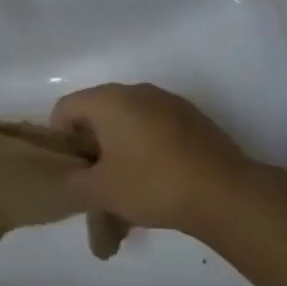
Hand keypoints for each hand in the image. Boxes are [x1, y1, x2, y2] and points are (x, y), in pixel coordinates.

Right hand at [51, 82, 254, 237]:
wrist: (226, 194)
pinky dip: (146, 148)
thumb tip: (70, 177)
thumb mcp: (99, 192)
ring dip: (119, 147)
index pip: (65, 108)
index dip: (60, 140)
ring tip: (127, 183)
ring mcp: (169, 102)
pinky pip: (155, 127)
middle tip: (96, 179)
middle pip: (97, 112)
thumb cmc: (153, 185)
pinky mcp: (194, 118)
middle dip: (90, 145)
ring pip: (128, 121)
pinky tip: (157, 179)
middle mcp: (137, 91)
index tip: (72, 171)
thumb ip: (72, 183)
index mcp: (109, 100)